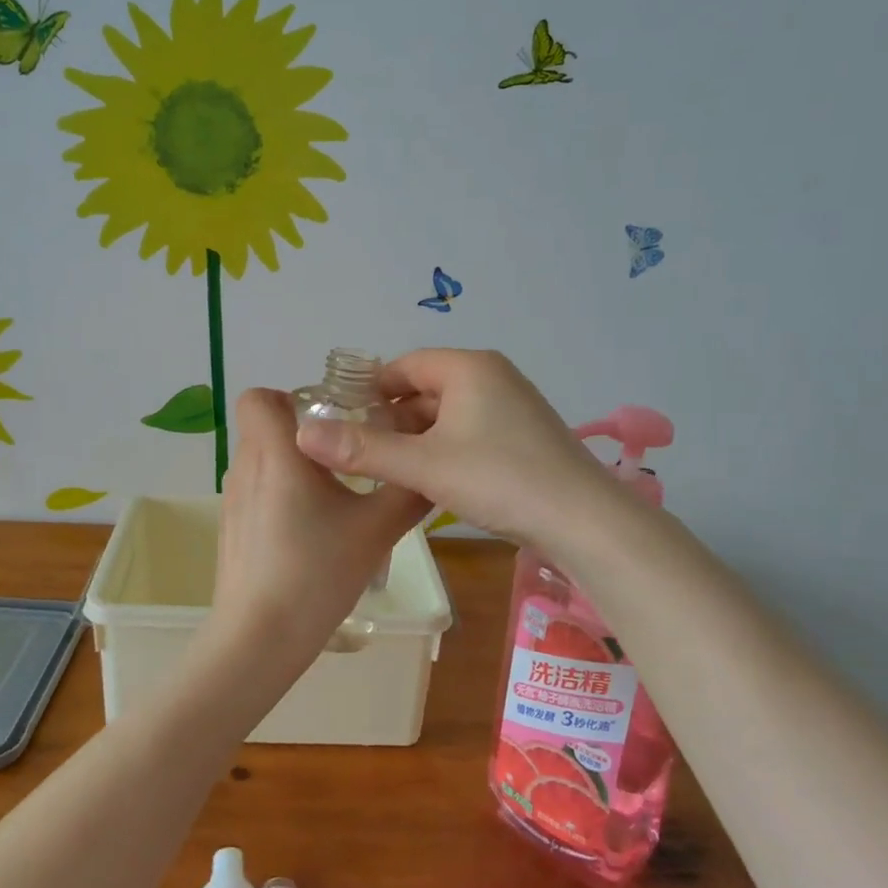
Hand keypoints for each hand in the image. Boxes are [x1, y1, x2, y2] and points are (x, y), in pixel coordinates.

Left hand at [201, 388, 429, 691]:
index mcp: (276, 452)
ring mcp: (233, 499)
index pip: (258, 396)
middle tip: (346, 457)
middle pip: (265, 426)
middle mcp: (246, 466)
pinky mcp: (231, 527)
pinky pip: (255, 490)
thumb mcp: (377, 529)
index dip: (290, 398)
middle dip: (304, 433)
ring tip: (333, 496)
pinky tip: (310, 531)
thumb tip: (432, 469)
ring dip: (293, 465)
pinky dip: (280, 494)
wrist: (260, 637)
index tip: (329, 421)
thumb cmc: (317, 571)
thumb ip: (408, 492)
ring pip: (261, 459)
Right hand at [293, 348, 610, 548]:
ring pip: (448, 414)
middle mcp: (492, 377)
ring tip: (387, 469)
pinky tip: (429, 479)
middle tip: (359, 451)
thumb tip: (303, 435)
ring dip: (417, 437)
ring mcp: (513, 406)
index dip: (369, 391)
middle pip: (425, 389)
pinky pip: (470, 431)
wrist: (584, 521)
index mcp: (468, 368)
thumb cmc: (499, 479)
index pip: (403, 366)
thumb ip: (363, 450)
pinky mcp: (524, 435)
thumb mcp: (423, 465)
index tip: (341, 420)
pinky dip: (444, 448)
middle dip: (391, 419)